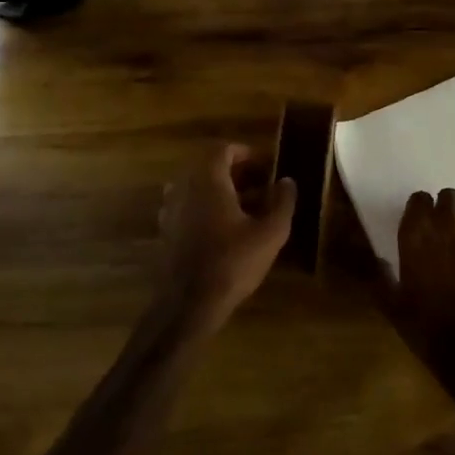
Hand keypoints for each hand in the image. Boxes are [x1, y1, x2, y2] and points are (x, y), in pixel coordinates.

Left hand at [158, 144, 295, 332]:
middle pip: (208, 167)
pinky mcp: (166, 231)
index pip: (222, 150)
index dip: (245, 153)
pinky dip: (207, 209)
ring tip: (247, 209)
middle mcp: (184, 187)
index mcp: (207, 180)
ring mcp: (170, 210)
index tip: (265, 165)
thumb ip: (282, 202)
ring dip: (222, 191)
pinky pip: (188, 207)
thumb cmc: (232, 263)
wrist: (187, 304)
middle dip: (236, 173)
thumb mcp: (269, 233)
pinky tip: (226, 230)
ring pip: (198, 188)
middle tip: (261, 186)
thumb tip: (288, 181)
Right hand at [379, 188, 454, 399]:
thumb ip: (382, 279)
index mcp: (418, 237)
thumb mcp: (394, 308)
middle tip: (443, 230)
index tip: (418, 223)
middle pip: (451, 197)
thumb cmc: (428, 329)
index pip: (419, 199)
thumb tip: (377, 261)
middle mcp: (450, 230)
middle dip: (447, 209)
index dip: (420, 209)